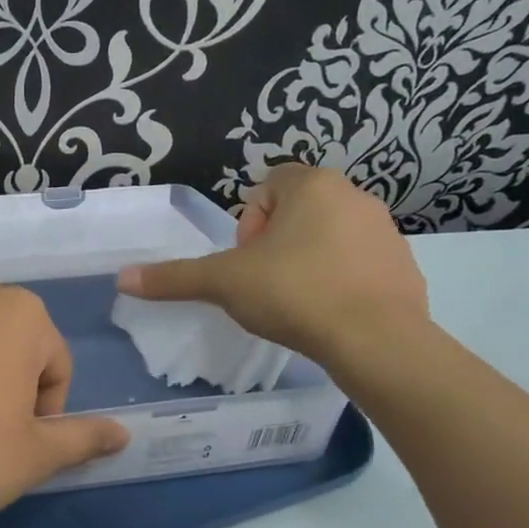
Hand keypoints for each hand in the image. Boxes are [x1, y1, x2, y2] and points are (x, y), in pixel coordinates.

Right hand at [115, 164, 427, 366]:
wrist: (376, 341)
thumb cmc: (295, 294)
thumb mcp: (224, 284)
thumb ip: (174, 277)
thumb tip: (122, 278)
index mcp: (313, 185)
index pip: (266, 188)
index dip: (247, 225)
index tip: (247, 262)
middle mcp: (355, 196)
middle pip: (297, 212)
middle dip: (275, 245)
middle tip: (266, 285)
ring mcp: (386, 231)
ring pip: (329, 238)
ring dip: (307, 261)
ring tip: (297, 303)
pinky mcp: (406, 266)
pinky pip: (360, 265)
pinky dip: (341, 282)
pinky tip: (330, 315)